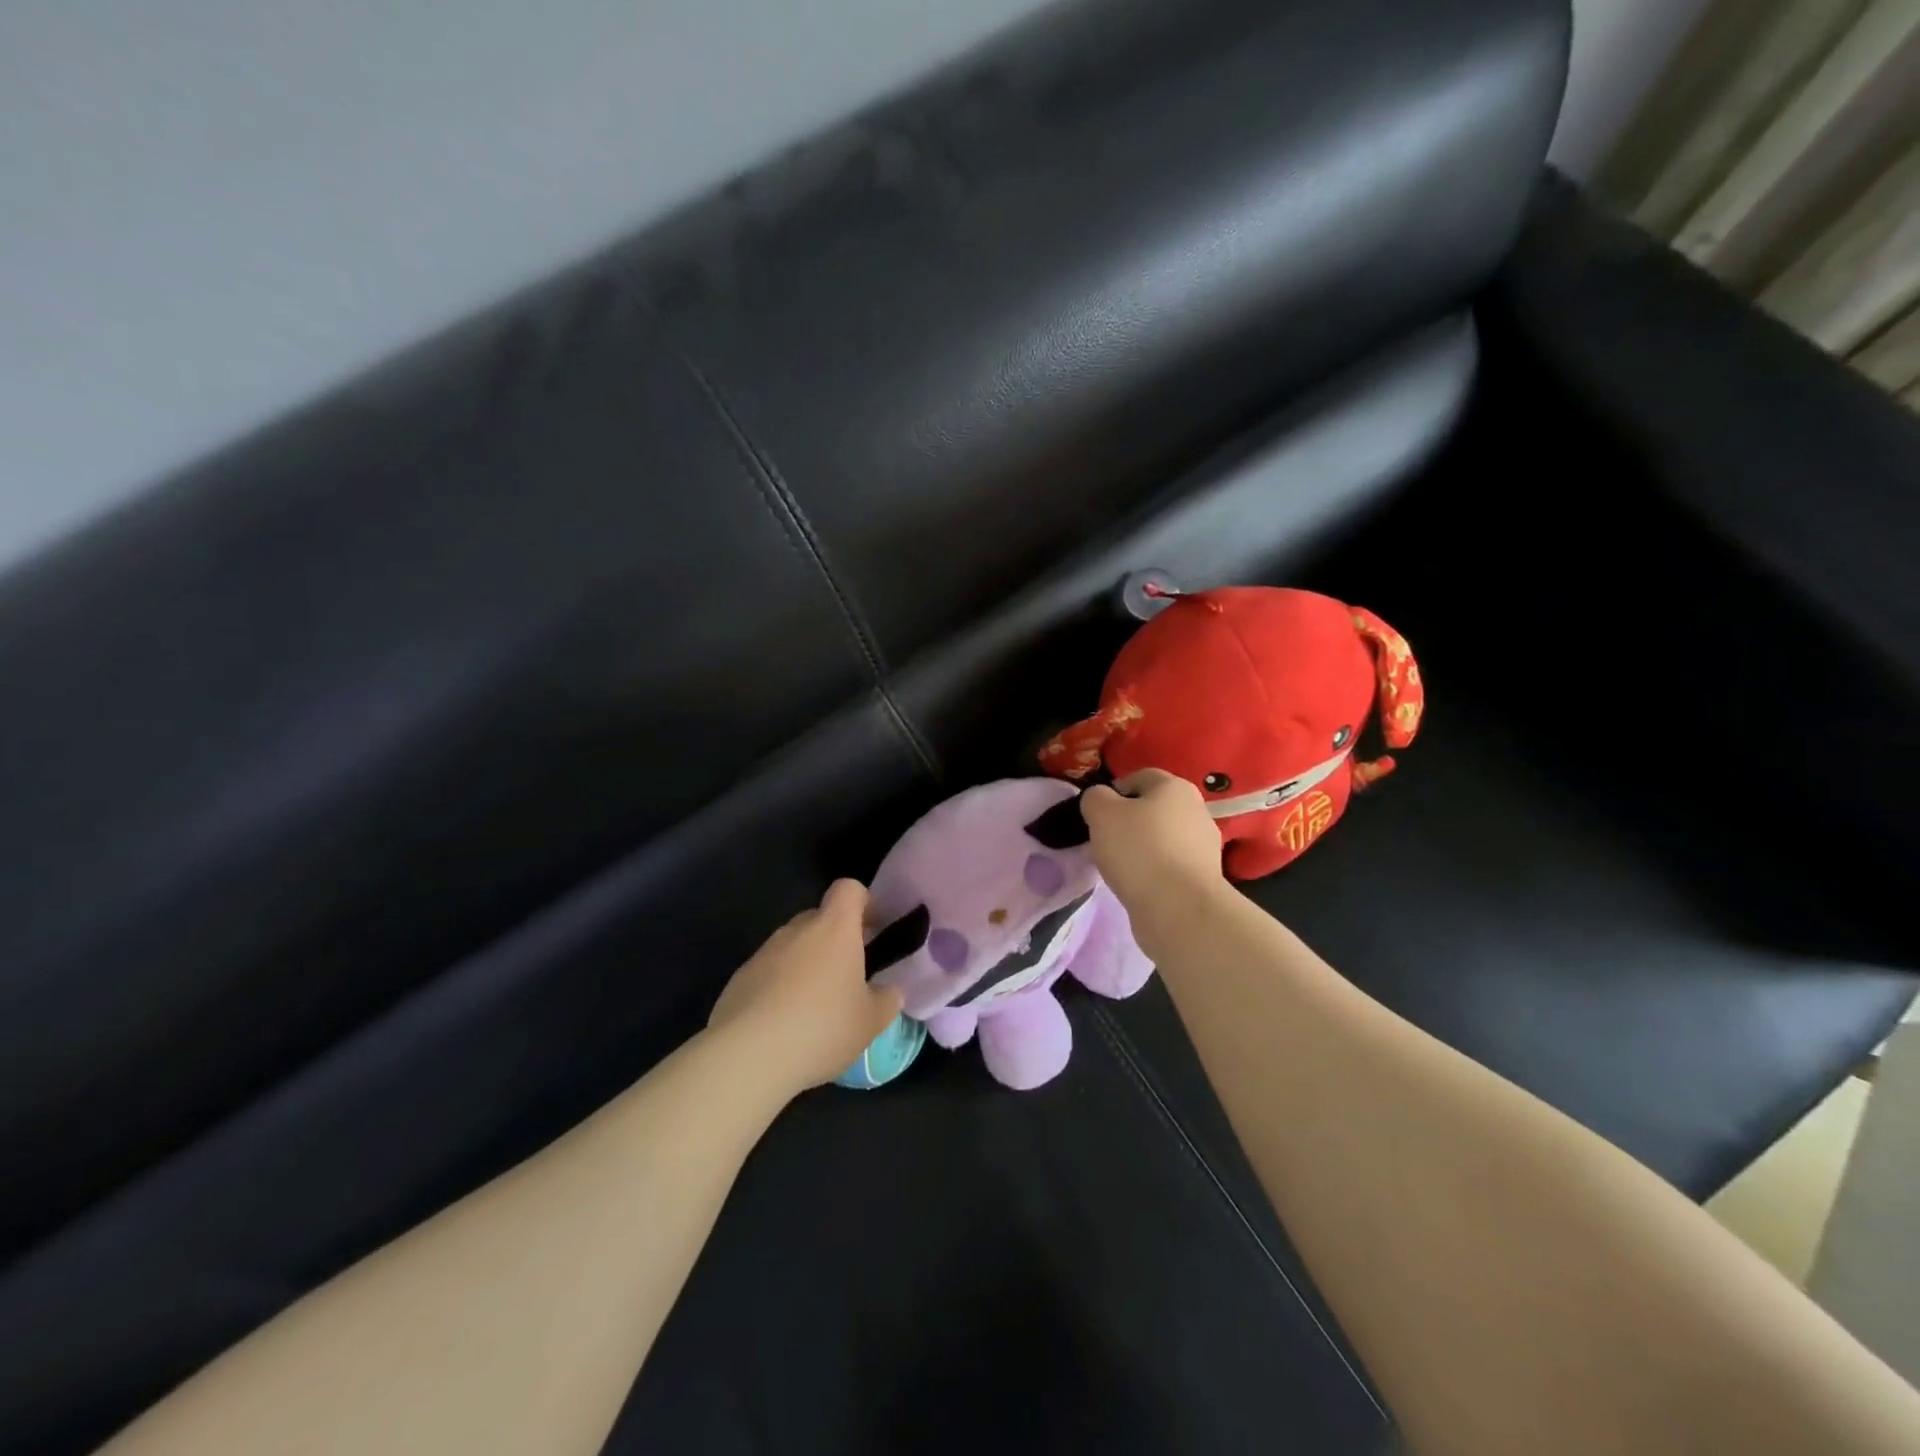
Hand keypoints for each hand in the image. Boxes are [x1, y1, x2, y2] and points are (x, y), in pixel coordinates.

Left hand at [708, 879, 903, 1095]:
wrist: (748, 1056)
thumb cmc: (821, 1028)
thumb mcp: (870, 1022)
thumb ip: (886, 1001)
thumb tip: (890, 992)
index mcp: (835, 928)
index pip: (848, 889)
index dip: (863, 902)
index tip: (872, 929)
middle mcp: (797, 930)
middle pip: (819, 917)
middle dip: (834, 939)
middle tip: (847, 976)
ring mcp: (764, 952)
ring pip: (793, 946)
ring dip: (806, 965)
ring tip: (814, 1007)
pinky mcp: (739, 978)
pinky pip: (768, 972)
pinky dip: (779, 987)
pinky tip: (783, 1024)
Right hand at [1080, 770, 1228, 937]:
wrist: (1180, 909)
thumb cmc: (1139, 851)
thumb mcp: (1101, 814)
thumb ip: (1095, 798)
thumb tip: (1100, 799)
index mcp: (1175, 787)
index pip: (1139, 777)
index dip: (1114, 791)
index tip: (1097, 815)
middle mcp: (1197, 810)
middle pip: (1153, 809)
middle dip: (1129, 822)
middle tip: (1105, 841)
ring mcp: (1204, 846)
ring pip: (1163, 838)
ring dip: (1142, 848)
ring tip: (1120, 868)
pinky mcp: (1204, 878)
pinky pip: (1170, 865)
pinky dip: (1154, 871)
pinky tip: (1139, 885)